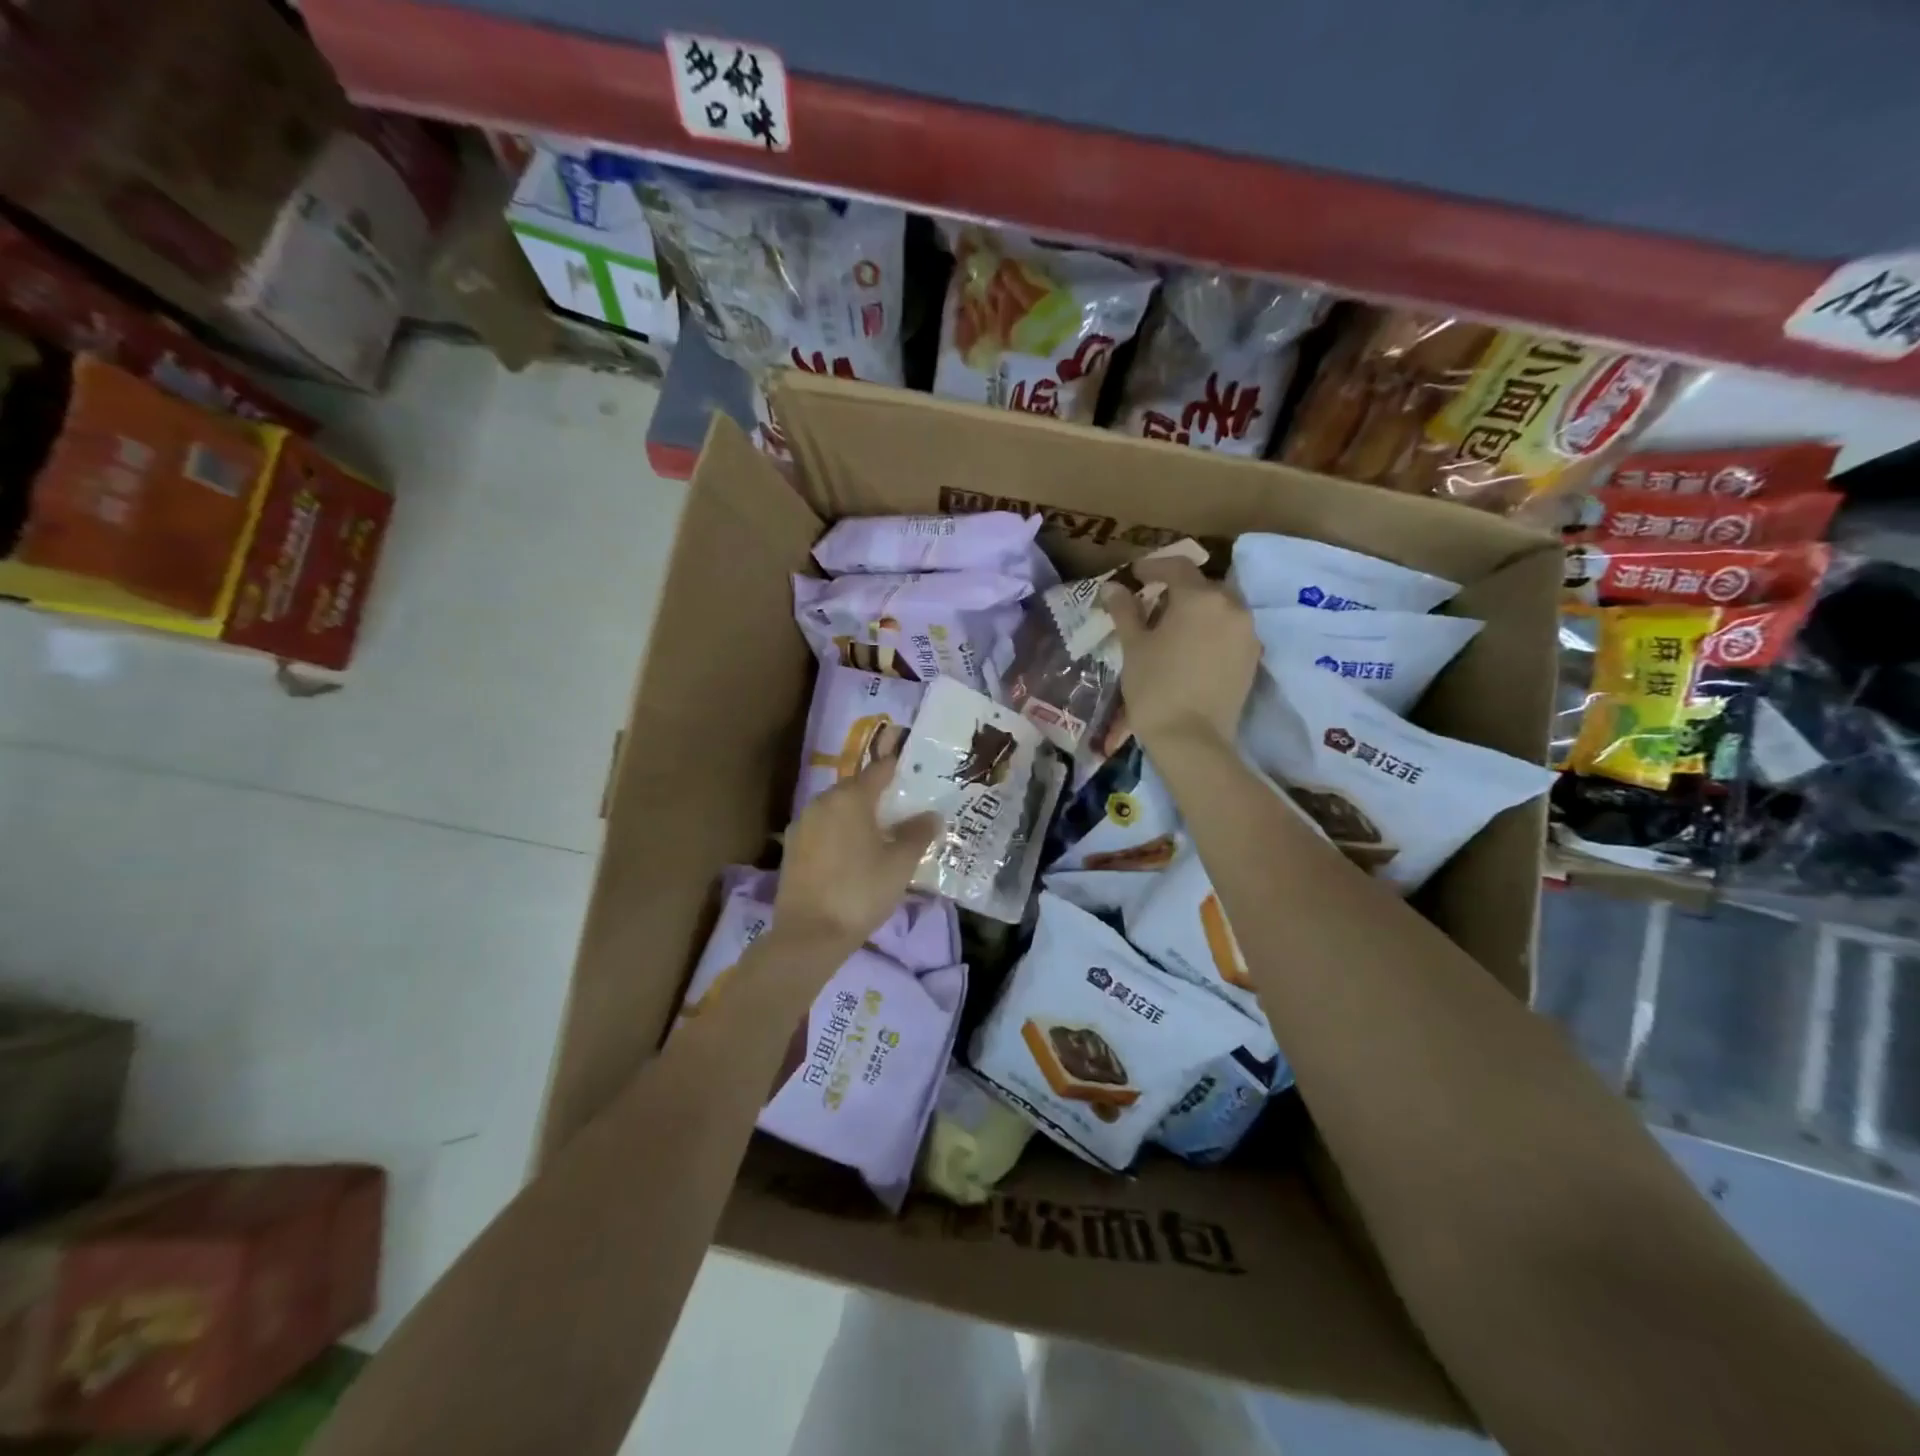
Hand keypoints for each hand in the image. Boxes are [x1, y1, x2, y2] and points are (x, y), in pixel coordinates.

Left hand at [774, 757, 939, 958]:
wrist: (809, 935)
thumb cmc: (861, 891)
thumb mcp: (900, 864)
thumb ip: (917, 834)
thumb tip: (931, 815)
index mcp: (850, 797)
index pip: (878, 770)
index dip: (897, 768)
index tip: (914, 772)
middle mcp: (822, 802)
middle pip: (855, 788)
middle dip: (877, 795)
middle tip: (901, 810)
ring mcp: (802, 824)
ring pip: (836, 809)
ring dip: (857, 816)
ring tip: (880, 834)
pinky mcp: (792, 848)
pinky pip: (823, 829)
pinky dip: (839, 833)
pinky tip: (853, 854)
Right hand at [1103, 559, 1258, 752]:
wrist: (1192, 739)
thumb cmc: (1155, 687)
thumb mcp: (1133, 646)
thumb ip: (1125, 611)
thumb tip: (1112, 587)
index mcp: (1200, 597)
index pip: (1177, 567)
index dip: (1153, 567)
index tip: (1135, 575)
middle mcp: (1231, 606)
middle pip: (1202, 586)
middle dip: (1177, 589)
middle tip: (1151, 604)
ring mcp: (1247, 632)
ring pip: (1219, 608)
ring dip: (1196, 610)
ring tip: (1171, 628)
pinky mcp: (1252, 657)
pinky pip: (1229, 631)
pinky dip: (1210, 631)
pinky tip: (1191, 648)